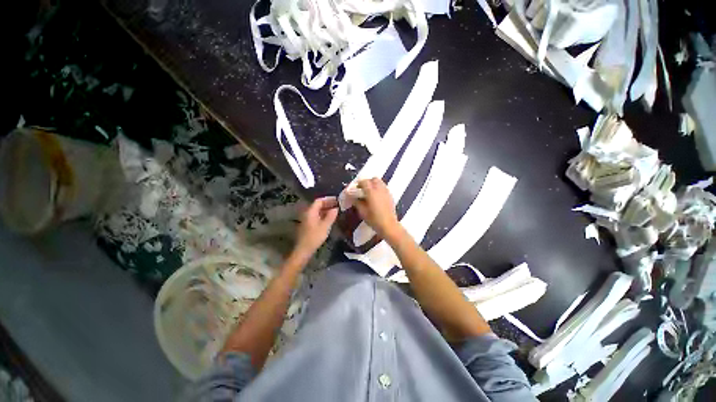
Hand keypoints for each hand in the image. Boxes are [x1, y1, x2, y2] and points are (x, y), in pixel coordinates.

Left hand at [293, 197, 337, 259]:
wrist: (304, 249)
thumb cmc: (315, 237)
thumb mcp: (325, 226)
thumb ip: (331, 216)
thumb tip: (336, 208)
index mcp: (310, 211)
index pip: (319, 201)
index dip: (328, 199)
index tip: (337, 200)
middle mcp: (307, 213)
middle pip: (317, 205)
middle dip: (328, 204)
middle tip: (337, 205)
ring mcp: (306, 219)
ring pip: (317, 211)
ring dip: (325, 210)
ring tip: (335, 211)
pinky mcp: (307, 225)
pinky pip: (316, 216)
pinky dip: (323, 215)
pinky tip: (329, 219)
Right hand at [352, 178, 401, 239]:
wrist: (389, 226)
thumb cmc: (374, 219)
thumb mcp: (362, 212)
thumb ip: (356, 202)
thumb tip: (352, 197)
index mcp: (372, 192)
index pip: (364, 182)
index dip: (358, 184)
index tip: (354, 189)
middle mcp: (380, 189)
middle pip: (373, 179)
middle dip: (367, 182)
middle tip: (362, 189)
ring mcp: (386, 192)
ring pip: (380, 182)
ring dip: (373, 184)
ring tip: (369, 192)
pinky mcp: (390, 196)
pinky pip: (384, 187)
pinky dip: (379, 188)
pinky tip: (376, 197)